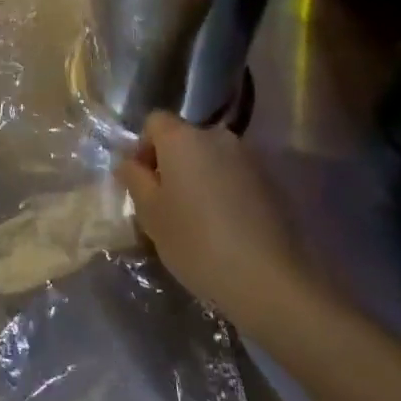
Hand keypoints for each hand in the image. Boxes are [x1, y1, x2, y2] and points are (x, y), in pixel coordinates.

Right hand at [117, 113, 299, 326]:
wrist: (269, 278)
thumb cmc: (196, 242)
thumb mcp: (150, 214)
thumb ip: (134, 179)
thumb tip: (129, 162)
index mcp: (182, 138)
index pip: (154, 122)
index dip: (143, 148)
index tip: (143, 183)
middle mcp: (216, 135)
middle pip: (185, 139)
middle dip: (173, 164)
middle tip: (168, 204)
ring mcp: (248, 156)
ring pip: (212, 158)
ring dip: (200, 177)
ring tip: (199, 218)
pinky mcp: (271, 179)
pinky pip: (235, 175)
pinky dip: (225, 190)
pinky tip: (227, 226)